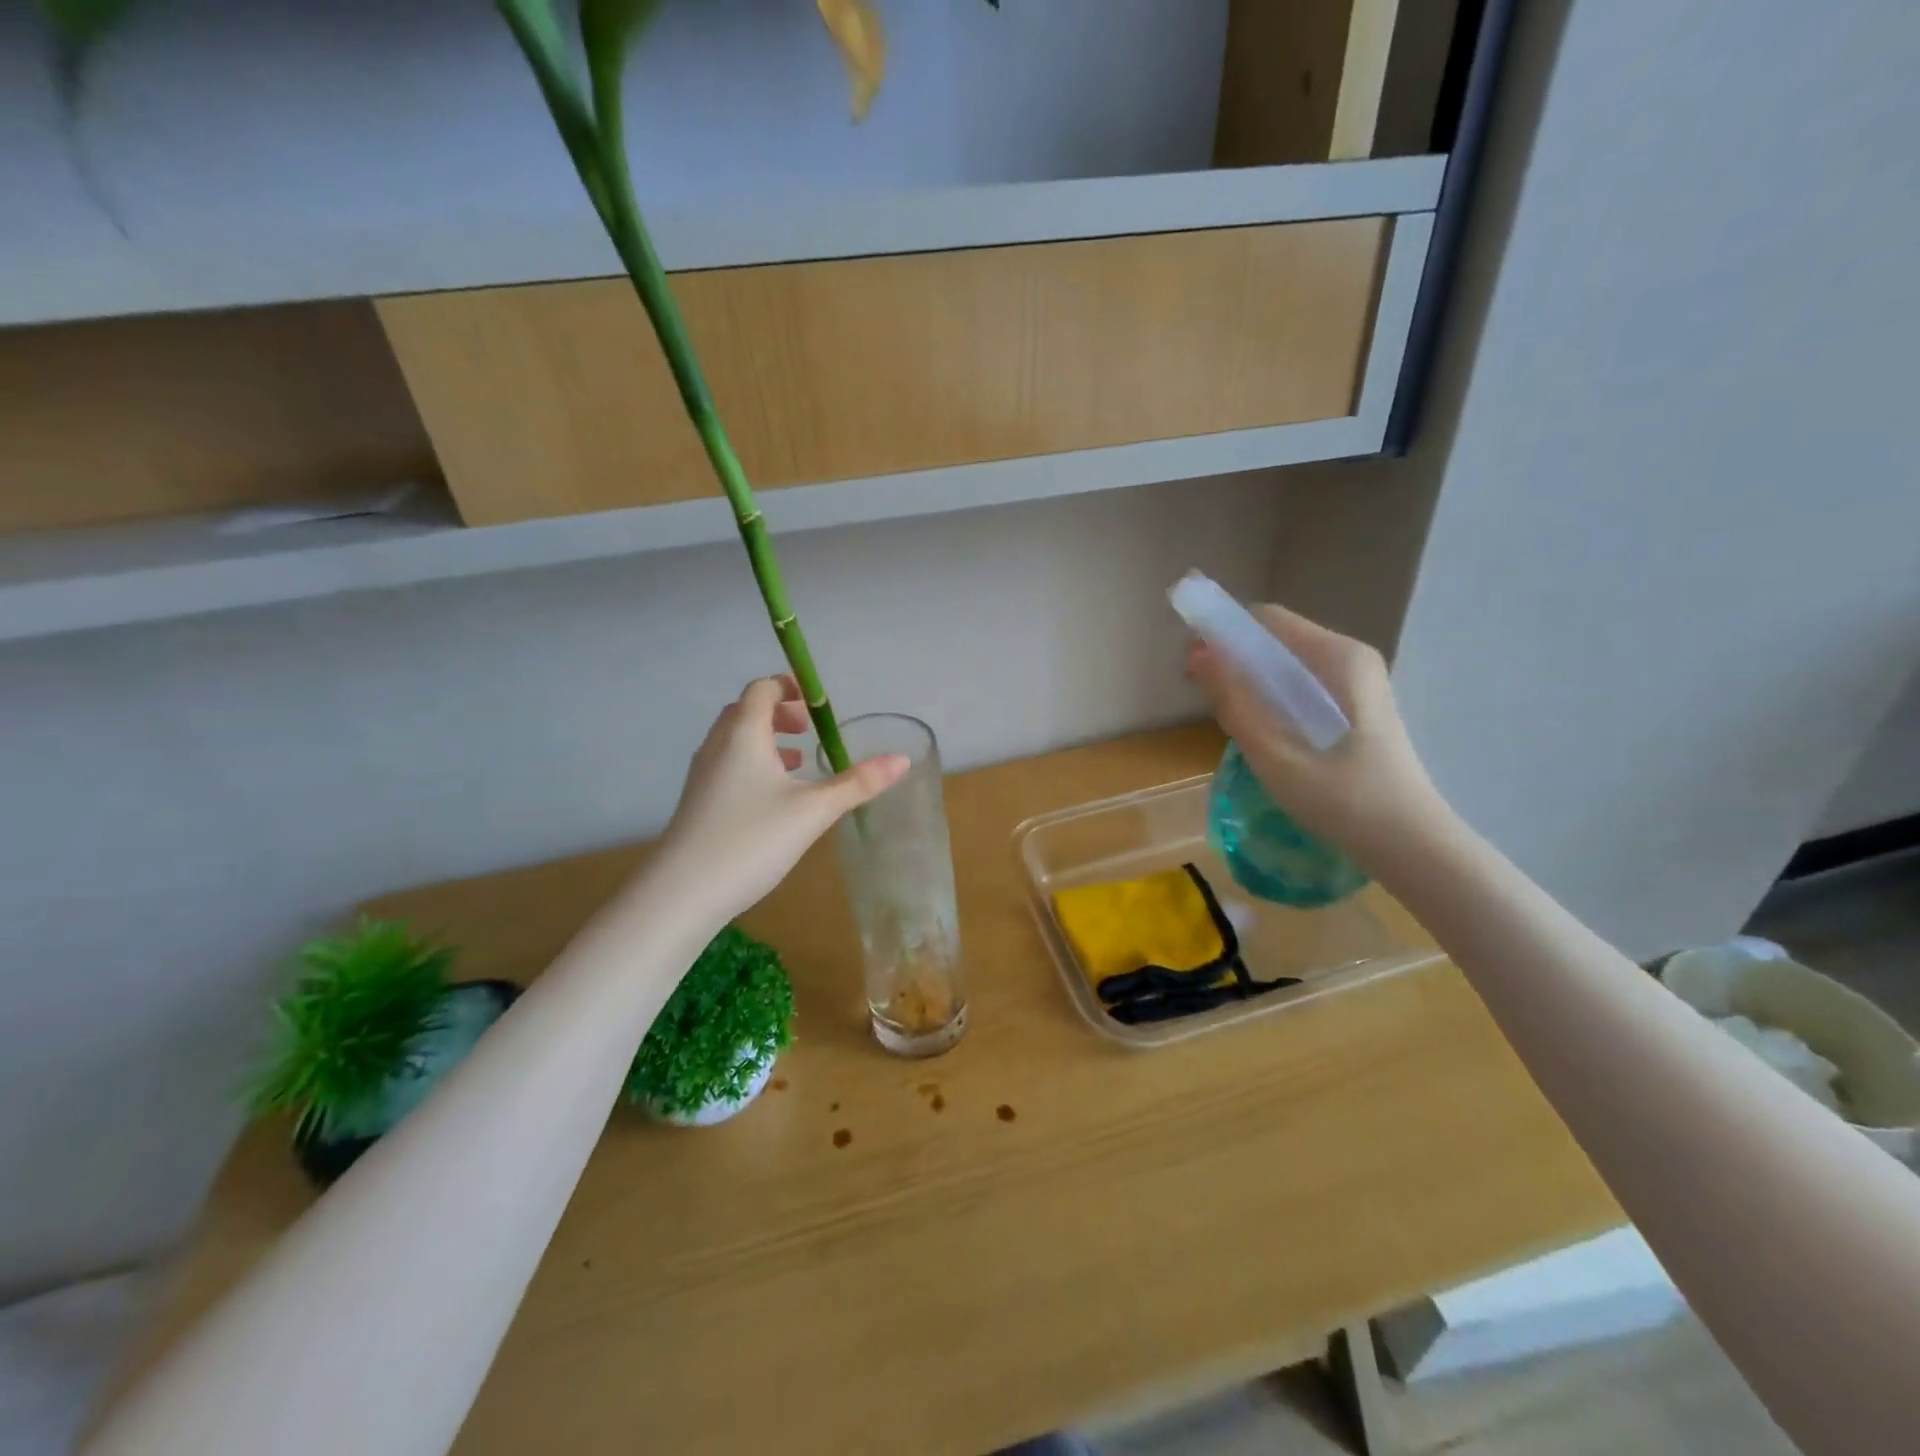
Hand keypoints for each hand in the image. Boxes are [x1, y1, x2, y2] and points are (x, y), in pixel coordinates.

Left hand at [653, 676, 908, 924]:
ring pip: (735, 739)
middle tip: (810, 729)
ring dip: (767, 739)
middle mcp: (718, 745)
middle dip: (781, 713)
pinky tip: (774, 798)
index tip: (818, 702)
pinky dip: (754, 764)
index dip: (790, 686)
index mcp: (744, 734)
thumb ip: (857, 783)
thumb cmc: (751, 839)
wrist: (682, 892)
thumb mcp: (814, 811)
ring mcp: (703, 774)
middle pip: (747, 710)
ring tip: (799, 761)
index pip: (762, 689)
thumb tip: (902, 760)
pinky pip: (728, 764)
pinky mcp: (698, 801)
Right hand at [1185, 603, 1446, 866]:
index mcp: (1337, 657)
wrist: (1407, 842)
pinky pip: (1301, 686)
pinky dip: (1273, 699)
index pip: (1266, 620)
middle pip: (1277, 640)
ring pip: (1287, 665)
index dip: (1223, 634)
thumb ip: (1232, 699)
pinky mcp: (1356, 705)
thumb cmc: (1340, 796)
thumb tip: (1195, 654)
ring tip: (1231, 721)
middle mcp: (1350, 657)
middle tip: (1205, 698)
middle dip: (1234, 661)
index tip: (1194, 666)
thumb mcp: (1272, 751)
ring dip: (1251, 683)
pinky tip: (1264, 734)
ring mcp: (1356, 682)